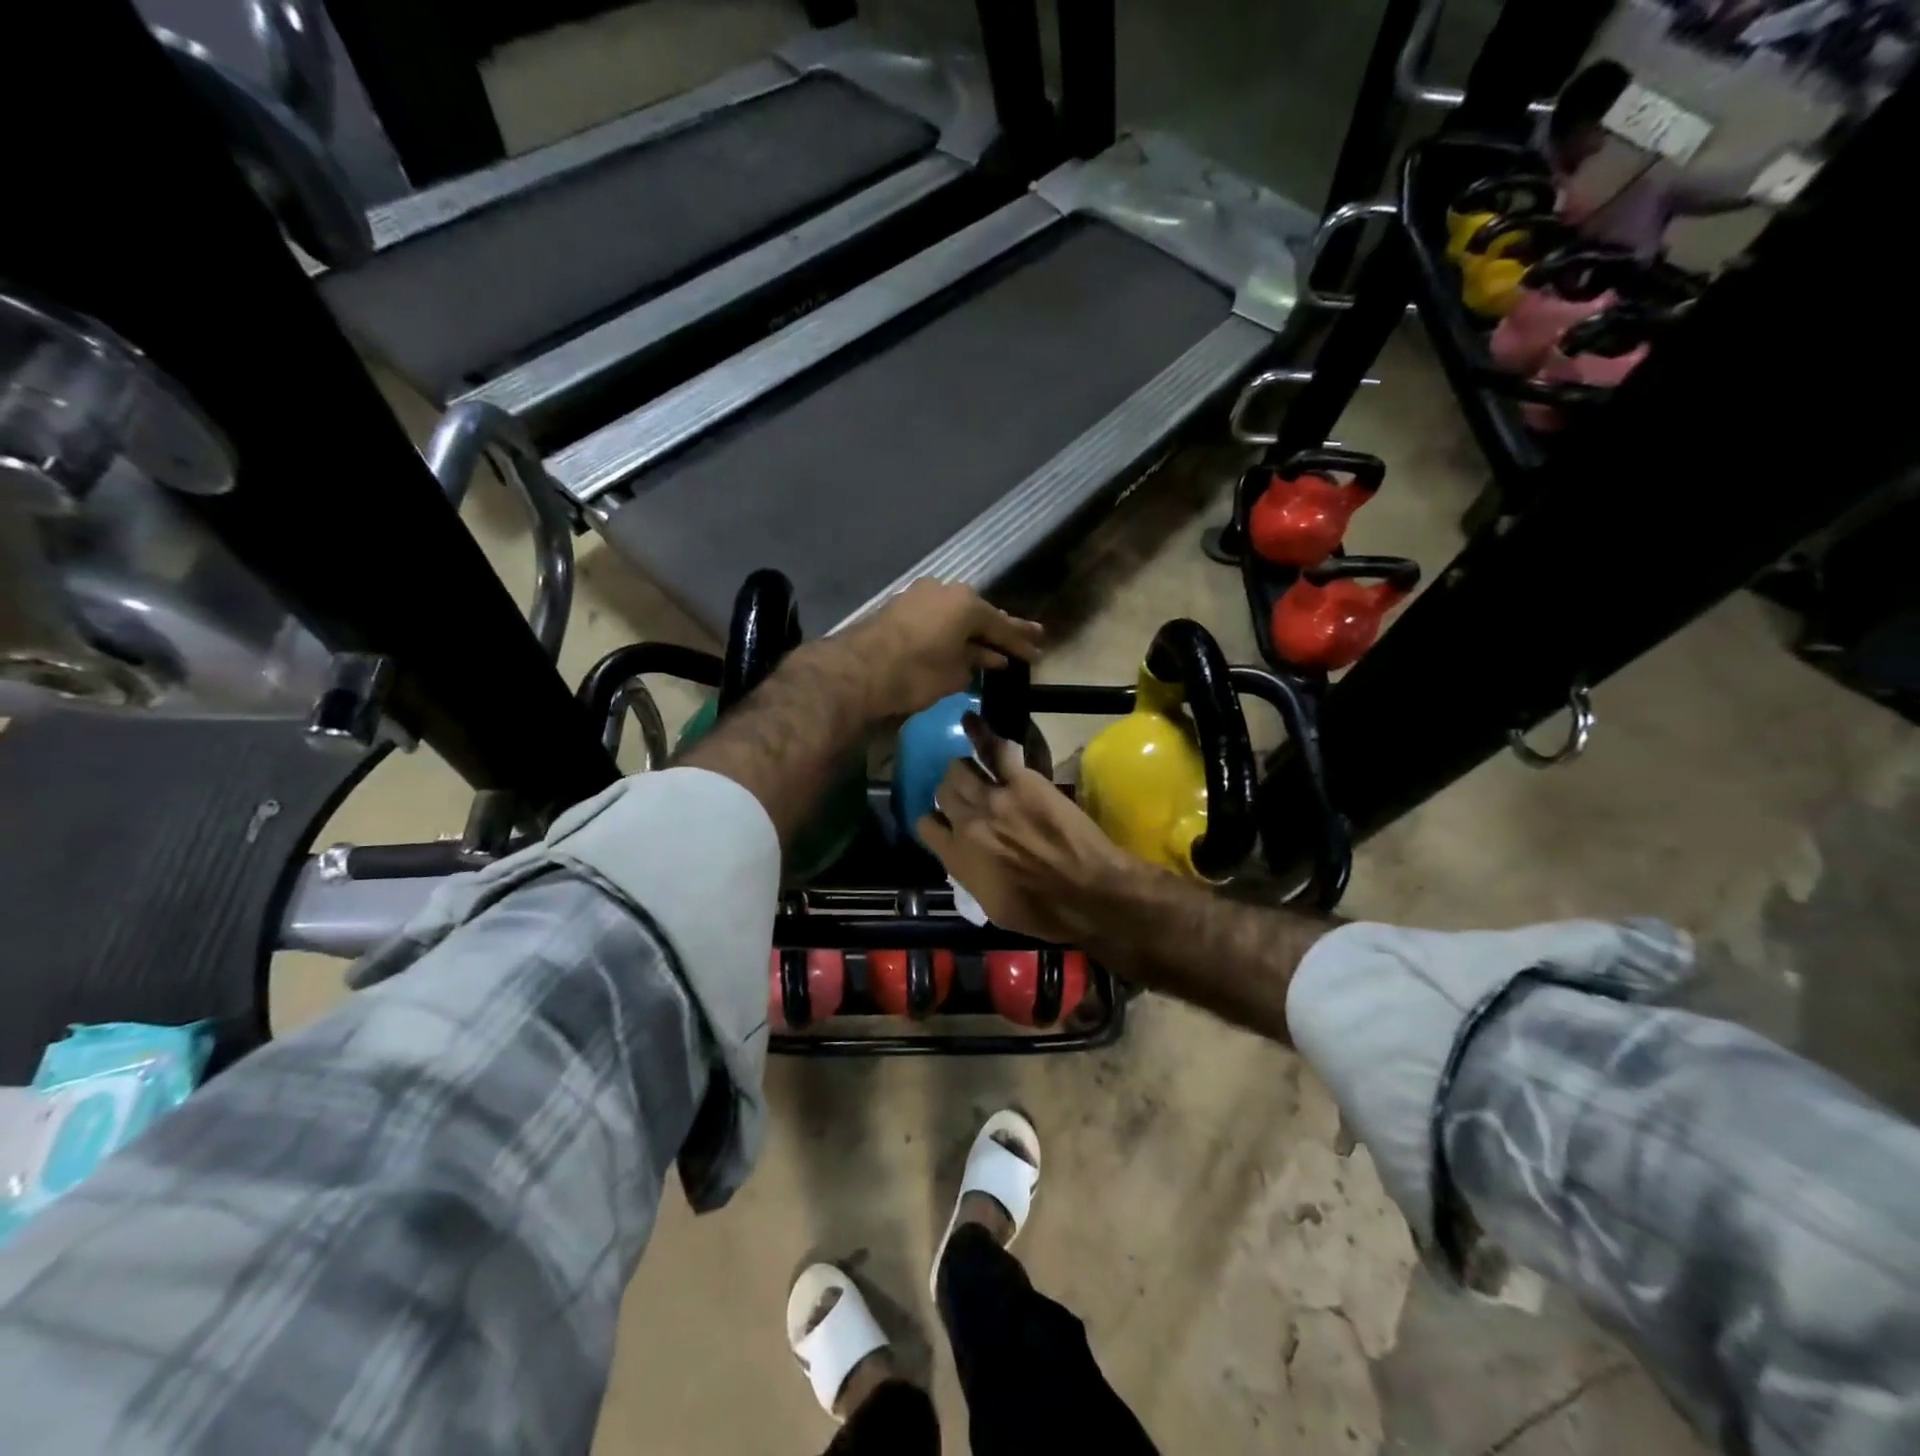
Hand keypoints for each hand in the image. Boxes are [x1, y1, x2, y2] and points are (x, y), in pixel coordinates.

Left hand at [834, 581, 1042, 720]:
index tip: (1038, 655)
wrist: (858, 670)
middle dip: (1002, 629)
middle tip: (1028, 637)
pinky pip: (937, 615)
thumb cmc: (916, 673)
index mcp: (967, 605)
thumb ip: (977, 663)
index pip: (1003, 627)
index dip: (1021, 644)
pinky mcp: (901, 606)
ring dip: (974, 628)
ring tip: (993, 640)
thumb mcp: (955, 675)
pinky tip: (958, 638)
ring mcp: (921, 595)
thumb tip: (990, 658)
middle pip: (981, 614)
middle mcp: (947, 590)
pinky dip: (951, 628)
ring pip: (957, 613)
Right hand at [916, 730, 1135, 944]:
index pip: (927, 827)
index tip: (945, 822)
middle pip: (943, 792)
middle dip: (951, 792)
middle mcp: (967, 824)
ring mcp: (993, 798)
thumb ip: (971, 876)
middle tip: (967, 795)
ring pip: (959, 769)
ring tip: (974, 770)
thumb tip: (966, 859)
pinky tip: (970, 720)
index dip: (936, 822)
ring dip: (964, 770)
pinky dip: (980, 733)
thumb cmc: (1045, 913)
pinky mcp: (1022, 781)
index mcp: (957, 858)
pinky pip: (993, 750)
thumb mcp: (994, 908)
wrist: (1089, 892)